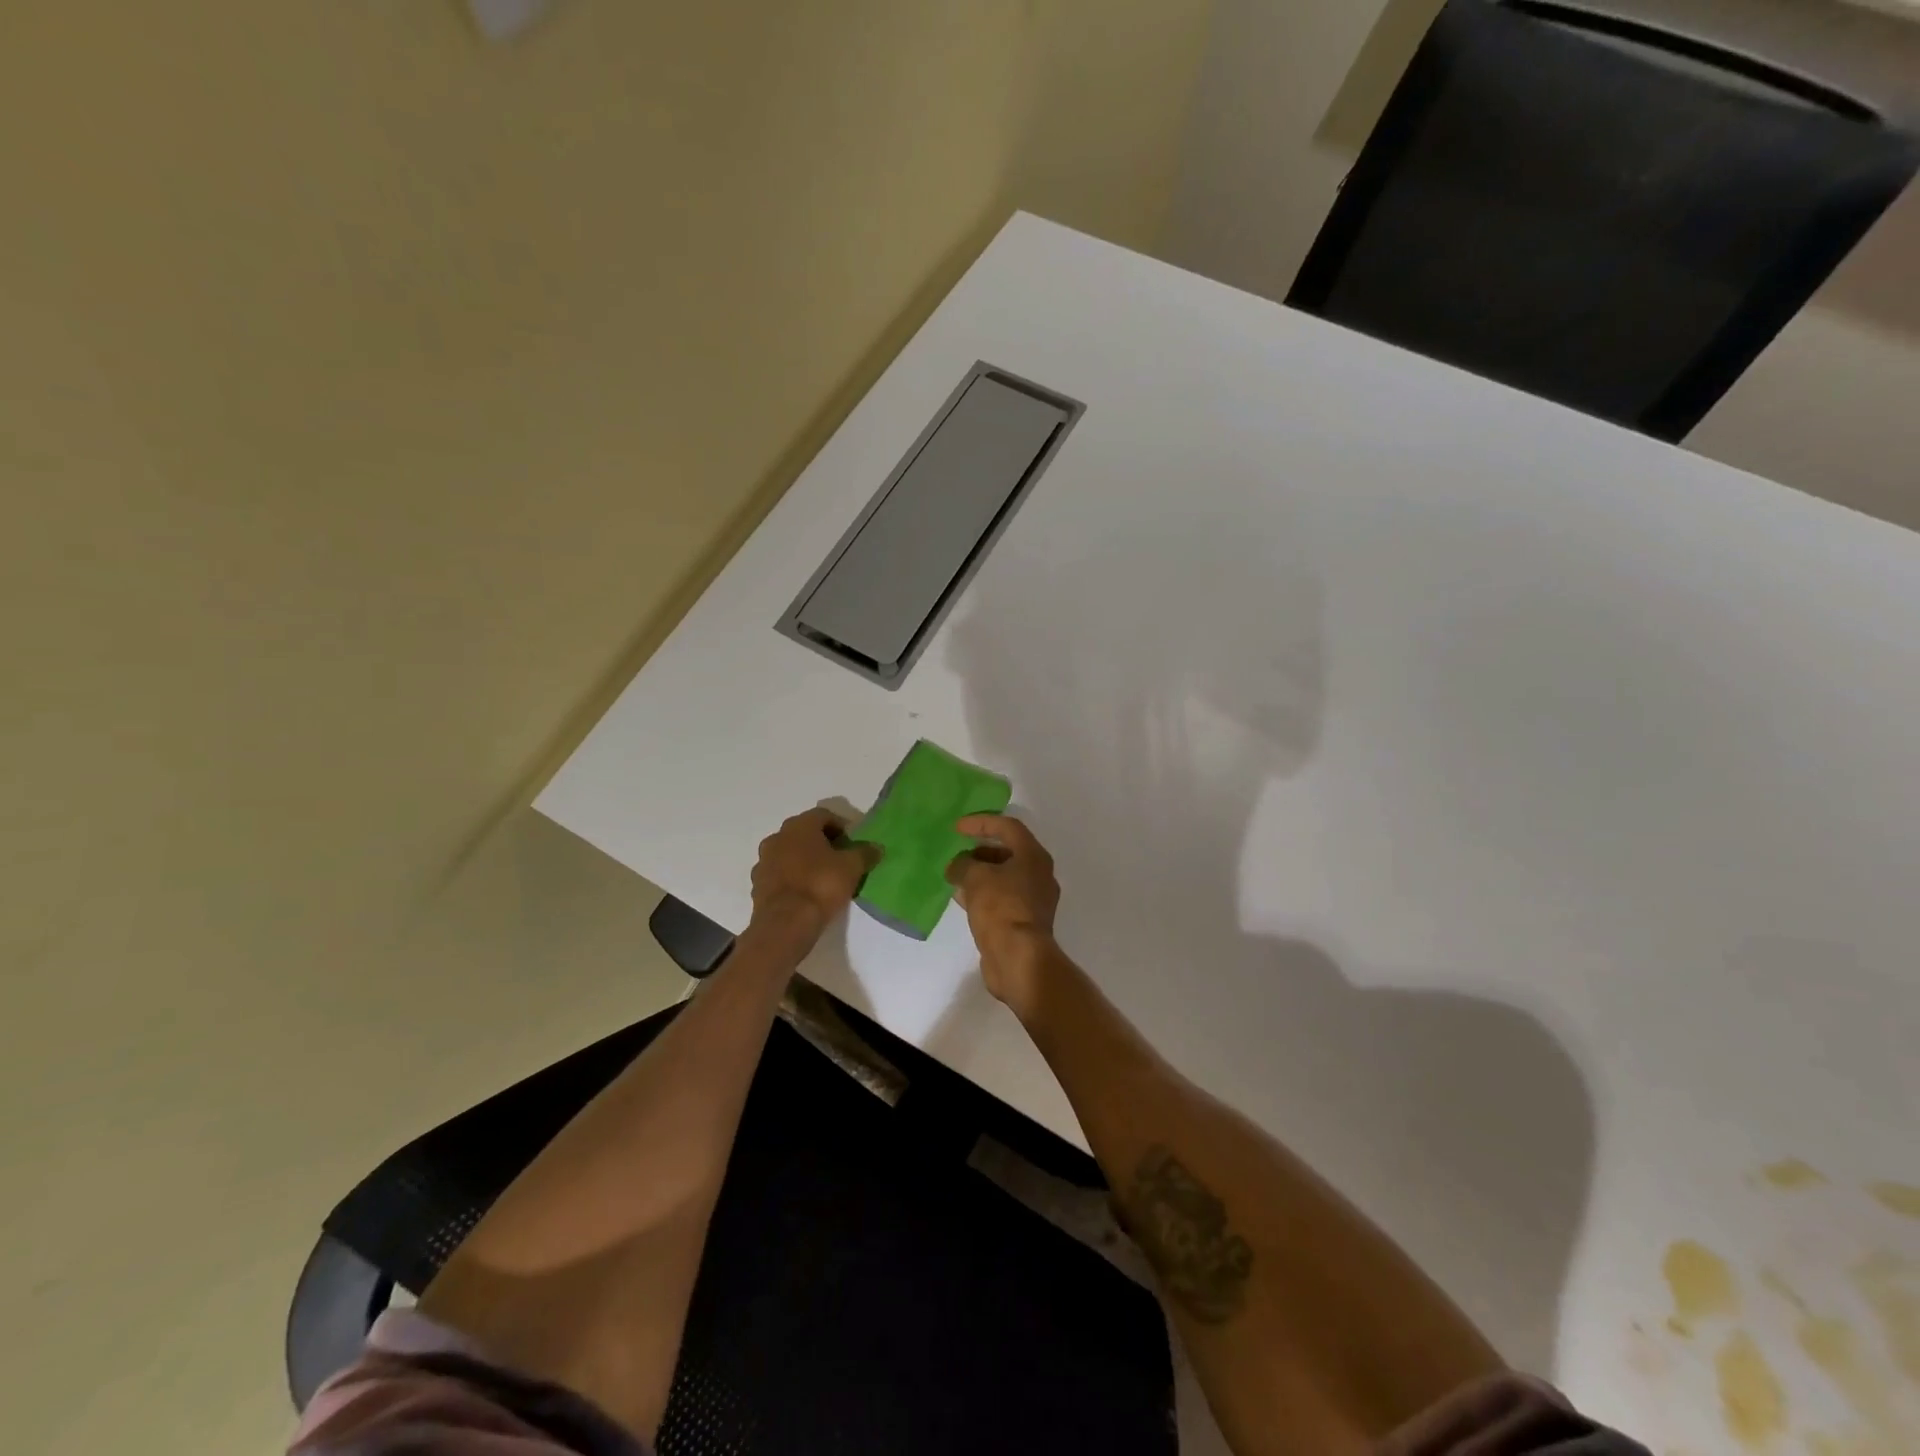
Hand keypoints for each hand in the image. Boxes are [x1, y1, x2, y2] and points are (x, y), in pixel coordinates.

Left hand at [749, 808, 875, 943]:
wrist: (785, 924)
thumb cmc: (821, 885)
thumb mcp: (852, 867)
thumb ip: (865, 853)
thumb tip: (876, 847)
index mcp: (799, 826)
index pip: (823, 815)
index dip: (841, 825)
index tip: (853, 842)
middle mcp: (777, 837)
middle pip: (804, 833)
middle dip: (822, 842)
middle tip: (840, 858)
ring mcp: (763, 861)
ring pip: (789, 853)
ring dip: (805, 860)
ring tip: (824, 877)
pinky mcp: (757, 885)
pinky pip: (779, 874)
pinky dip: (792, 877)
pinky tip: (806, 893)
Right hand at [947, 814, 1060, 1016]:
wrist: (1018, 958)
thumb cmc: (1000, 908)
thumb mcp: (975, 877)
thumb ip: (963, 864)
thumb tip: (957, 866)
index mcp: (1034, 857)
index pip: (1007, 827)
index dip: (981, 822)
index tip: (957, 828)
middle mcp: (1039, 874)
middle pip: (1008, 852)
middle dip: (980, 850)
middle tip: (957, 854)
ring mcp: (1034, 900)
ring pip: (1004, 877)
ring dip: (980, 874)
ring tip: (954, 876)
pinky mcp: (1025, 921)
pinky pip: (1002, 898)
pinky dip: (983, 893)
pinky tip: (962, 898)